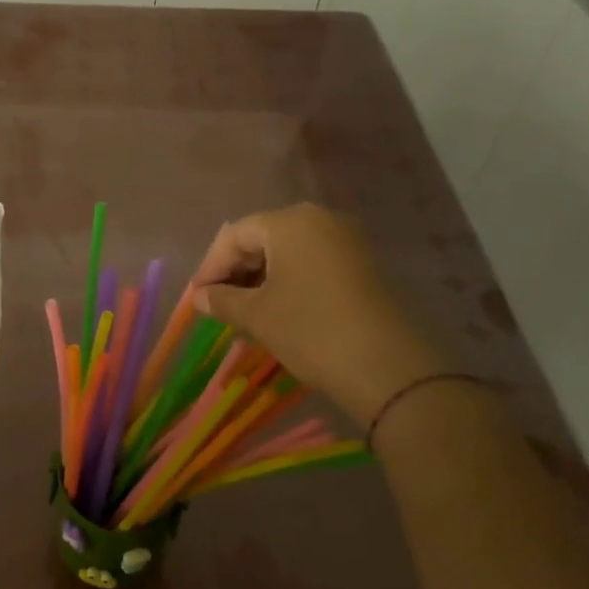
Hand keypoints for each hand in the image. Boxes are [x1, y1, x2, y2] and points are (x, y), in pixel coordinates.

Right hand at [192, 204, 446, 421]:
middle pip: (263, 237)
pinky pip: (314, 262)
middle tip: (219, 305)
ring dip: (262, 278)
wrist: (390, 368)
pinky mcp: (365, 264)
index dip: (211, 266)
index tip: (197, 298)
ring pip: (289, 251)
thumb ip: (222, 300)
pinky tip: (280, 310)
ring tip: (246, 312)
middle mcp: (320, 219)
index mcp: (290, 222)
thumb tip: (200, 296)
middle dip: (236, 270)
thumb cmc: (311, 330)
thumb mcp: (258, 316)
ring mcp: (347, 240)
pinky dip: (291, 281)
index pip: (235, 235)